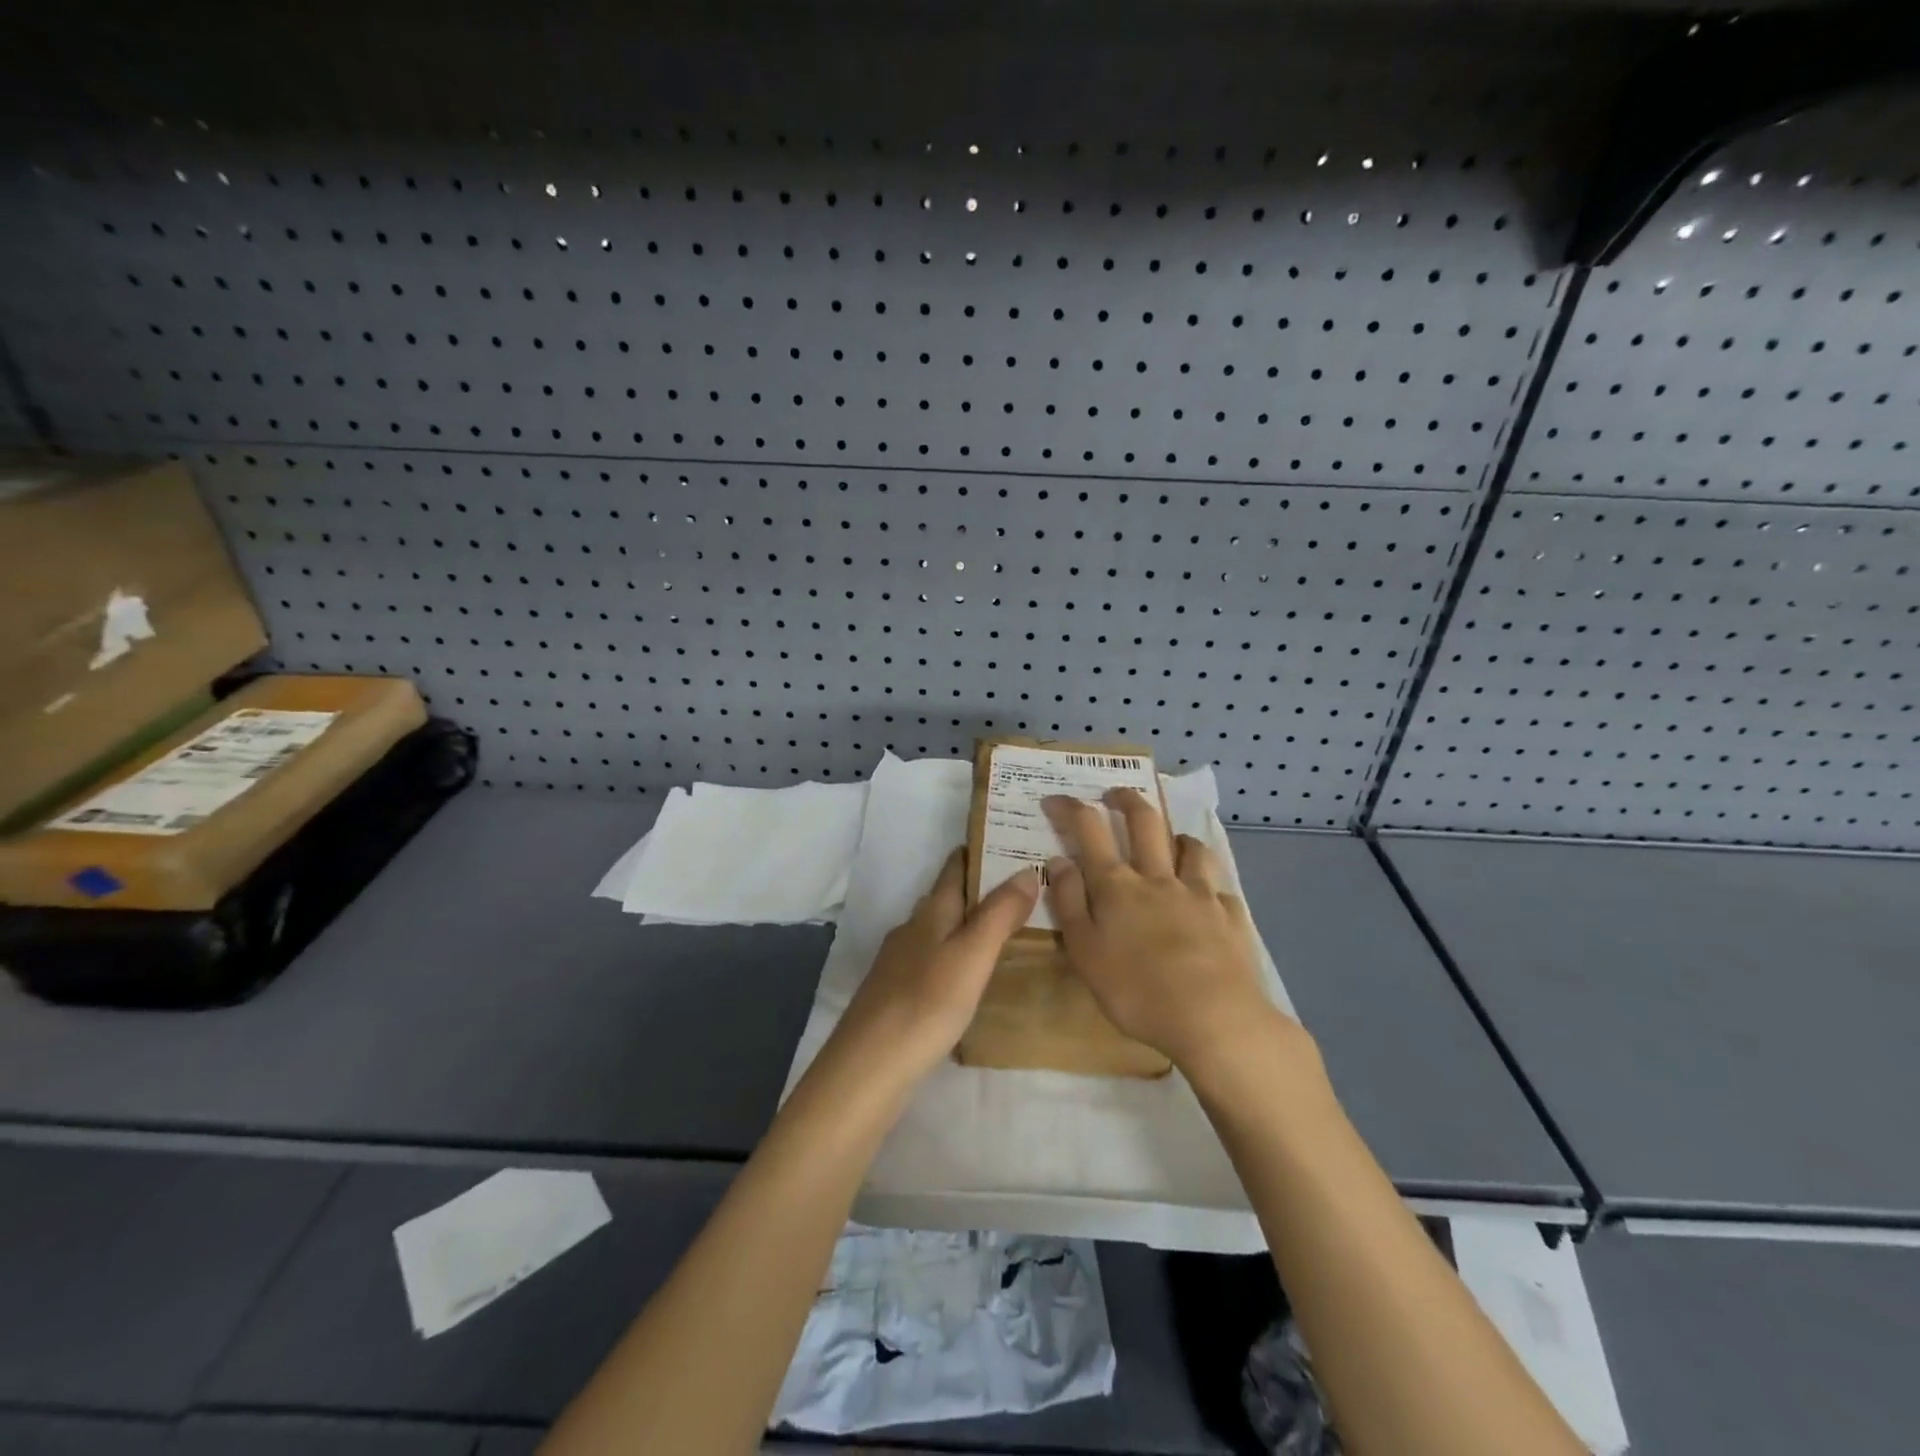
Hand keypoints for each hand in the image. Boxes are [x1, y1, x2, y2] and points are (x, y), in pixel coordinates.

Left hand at [820, 848, 1039, 1093]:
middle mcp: (912, 928)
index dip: (979, 851)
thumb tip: (1026, 870)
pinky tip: (969, 975)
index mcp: (930, 913)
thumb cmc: (927, 1003)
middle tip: (1023, 888)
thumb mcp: (972, 955)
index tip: (1010, 841)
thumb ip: (999, 913)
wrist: (869, 1066)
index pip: (955, 868)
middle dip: (979, 888)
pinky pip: (932, 959)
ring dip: (967, 923)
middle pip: (946, 897)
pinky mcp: (896, 993)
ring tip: (1004, 930)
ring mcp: (900, 962)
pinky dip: (955, 954)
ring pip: (939, 929)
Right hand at [1042, 788, 1283, 1071]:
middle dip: (1127, 800)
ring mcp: (1200, 894)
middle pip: (1145, 822)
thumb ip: (1069, 902)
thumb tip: (1059, 860)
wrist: (1215, 1018)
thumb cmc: (1136, 990)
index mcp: (1118, 886)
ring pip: (1191, 848)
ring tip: (1171, 841)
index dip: (1071, 808)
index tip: (1056, 798)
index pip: (1089, 830)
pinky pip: (1220, 889)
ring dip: (1176, 837)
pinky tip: (1208, 898)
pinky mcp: (1231, 917)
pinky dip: (1209, 886)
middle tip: (1115, 794)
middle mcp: (1159, 878)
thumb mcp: (1085, 951)